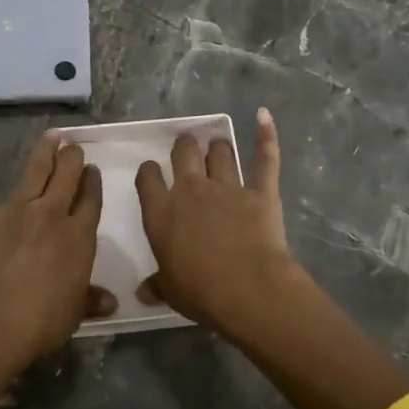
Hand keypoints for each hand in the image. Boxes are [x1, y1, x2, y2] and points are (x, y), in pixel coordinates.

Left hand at [0, 133, 107, 404]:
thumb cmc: (39, 324)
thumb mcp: (74, 313)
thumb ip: (90, 299)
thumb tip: (110, 301)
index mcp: (77, 236)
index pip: (90, 199)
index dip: (92, 182)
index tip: (92, 171)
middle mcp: (50, 213)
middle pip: (67, 175)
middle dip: (73, 157)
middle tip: (75, 147)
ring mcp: (14, 209)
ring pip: (35, 169)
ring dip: (45, 150)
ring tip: (52, 135)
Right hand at [133, 107, 305, 338]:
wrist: (248, 289)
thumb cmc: (201, 292)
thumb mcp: (171, 291)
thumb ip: (157, 285)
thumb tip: (142, 292)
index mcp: (161, 212)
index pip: (148, 177)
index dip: (149, 172)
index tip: (152, 172)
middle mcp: (191, 190)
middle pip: (183, 152)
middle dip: (184, 146)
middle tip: (186, 147)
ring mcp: (227, 187)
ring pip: (219, 151)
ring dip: (217, 146)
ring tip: (217, 145)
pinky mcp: (260, 192)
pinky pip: (264, 158)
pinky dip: (266, 135)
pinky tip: (264, 116)